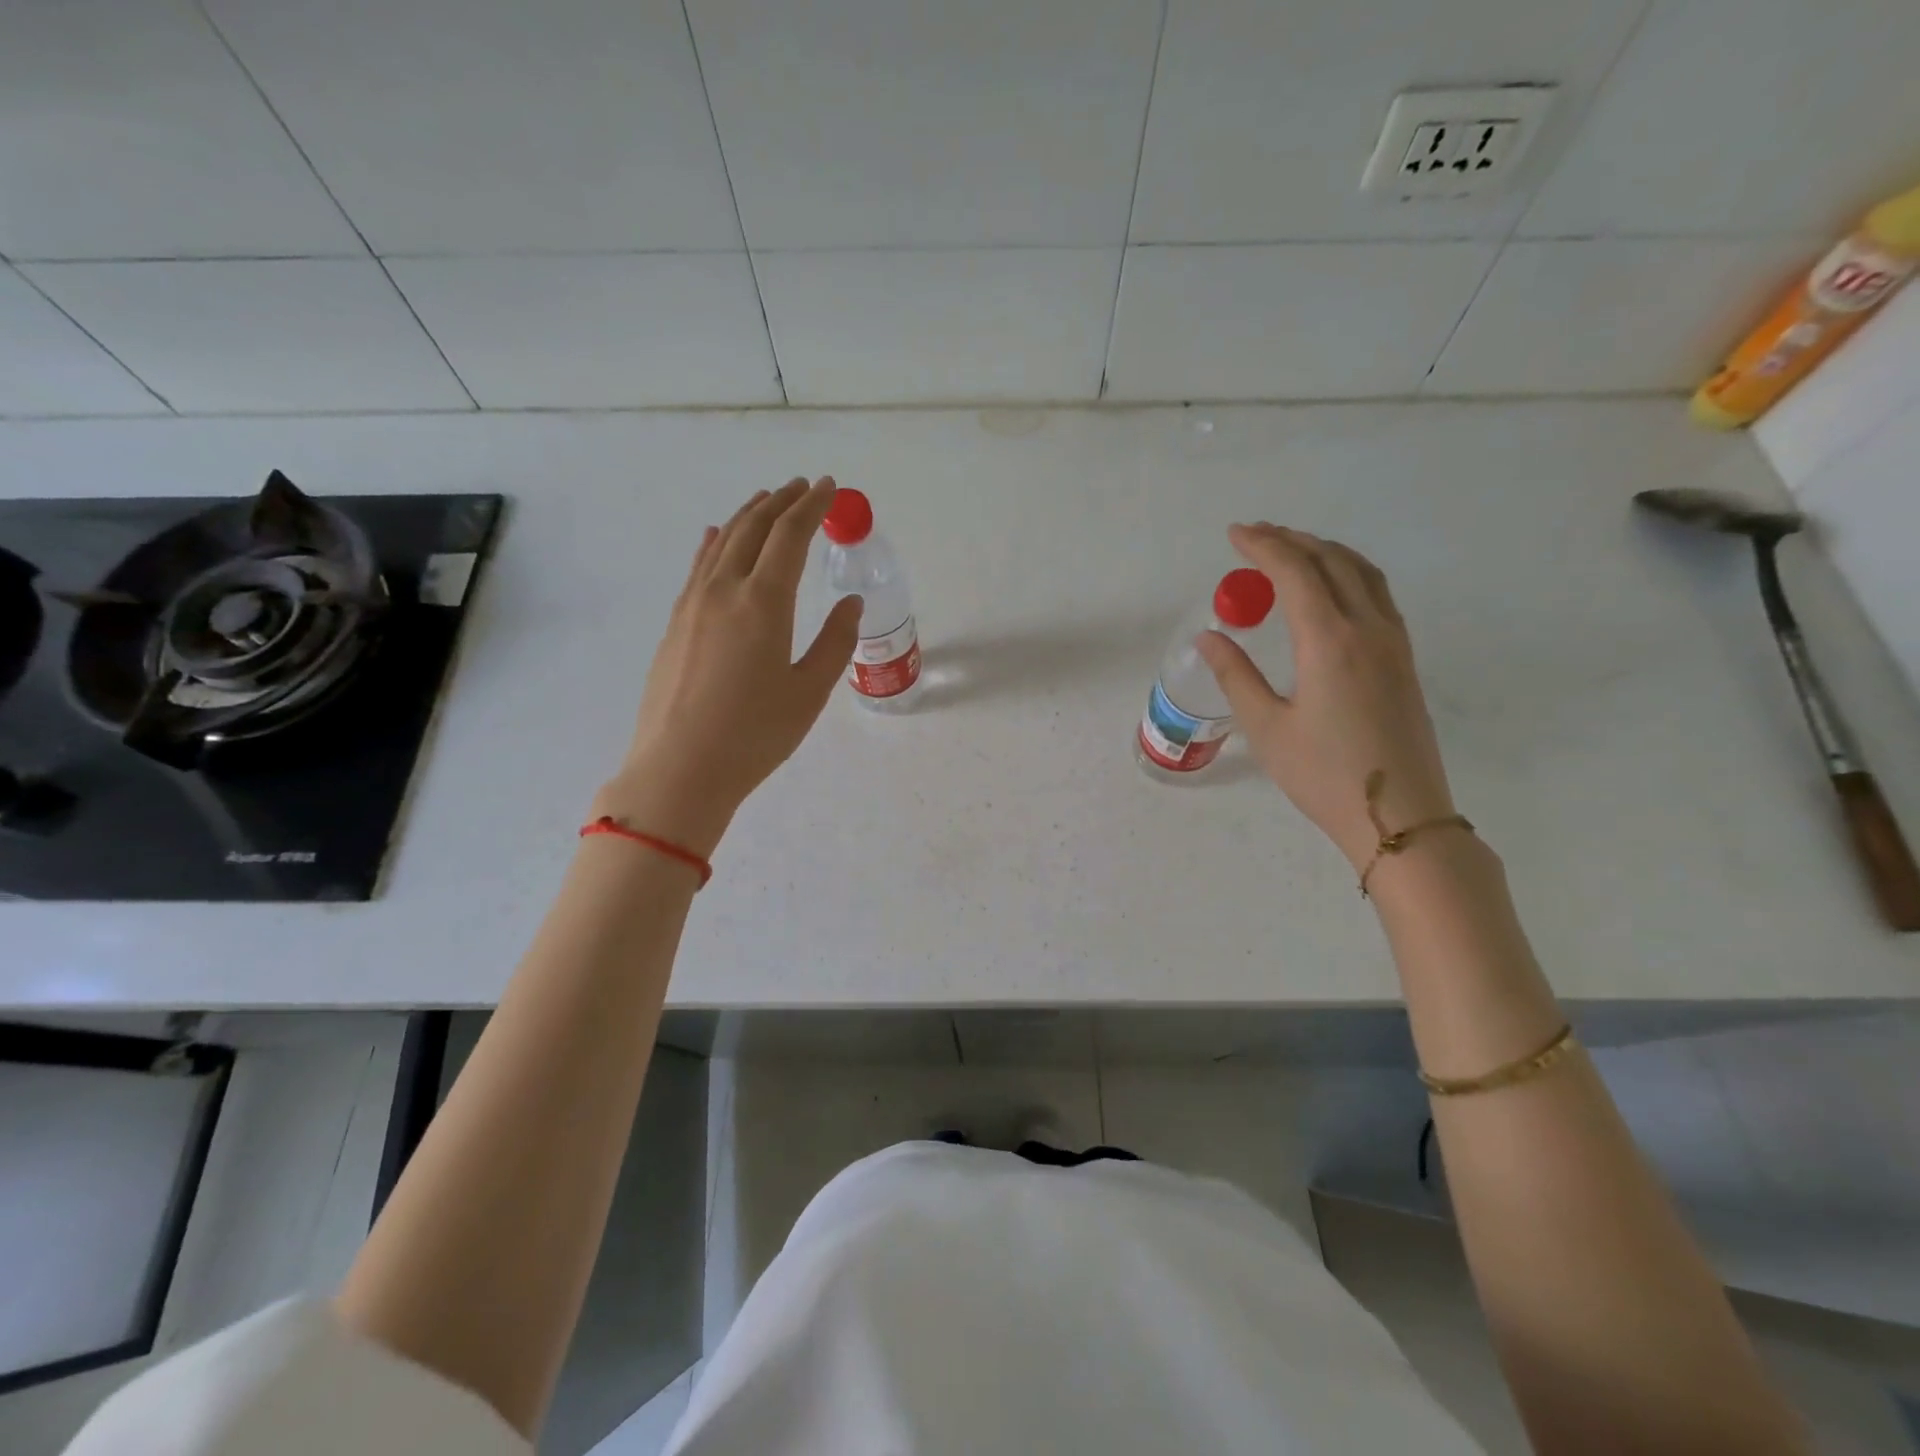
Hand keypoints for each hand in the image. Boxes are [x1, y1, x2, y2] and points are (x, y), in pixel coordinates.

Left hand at [592, 478, 861, 855]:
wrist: (680, 769)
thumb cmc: (755, 735)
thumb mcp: (809, 692)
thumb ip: (835, 642)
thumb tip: (852, 603)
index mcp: (764, 603)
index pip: (790, 536)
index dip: (813, 507)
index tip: (830, 488)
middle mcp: (724, 591)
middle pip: (754, 529)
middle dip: (782, 502)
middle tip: (805, 486)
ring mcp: (692, 605)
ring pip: (723, 542)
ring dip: (749, 516)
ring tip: (768, 500)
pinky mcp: (675, 624)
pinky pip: (699, 566)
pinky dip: (716, 543)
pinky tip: (718, 536)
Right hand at [1196, 524, 1454, 871]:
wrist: (1400, 815)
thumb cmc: (1323, 775)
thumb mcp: (1266, 728)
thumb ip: (1235, 676)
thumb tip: (1209, 637)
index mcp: (1330, 642)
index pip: (1295, 573)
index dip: (1263, 547)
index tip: (1234, 534)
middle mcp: (1368, 629)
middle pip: (1332, 562)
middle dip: (1292, 540)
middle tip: (1255, 536)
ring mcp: (1394, 643)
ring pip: (1363, 573)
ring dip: (1324, 552)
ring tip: (1290, 550)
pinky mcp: (1404, 660)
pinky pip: (1377, 594)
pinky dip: (1348, 573)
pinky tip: (1329, 589)